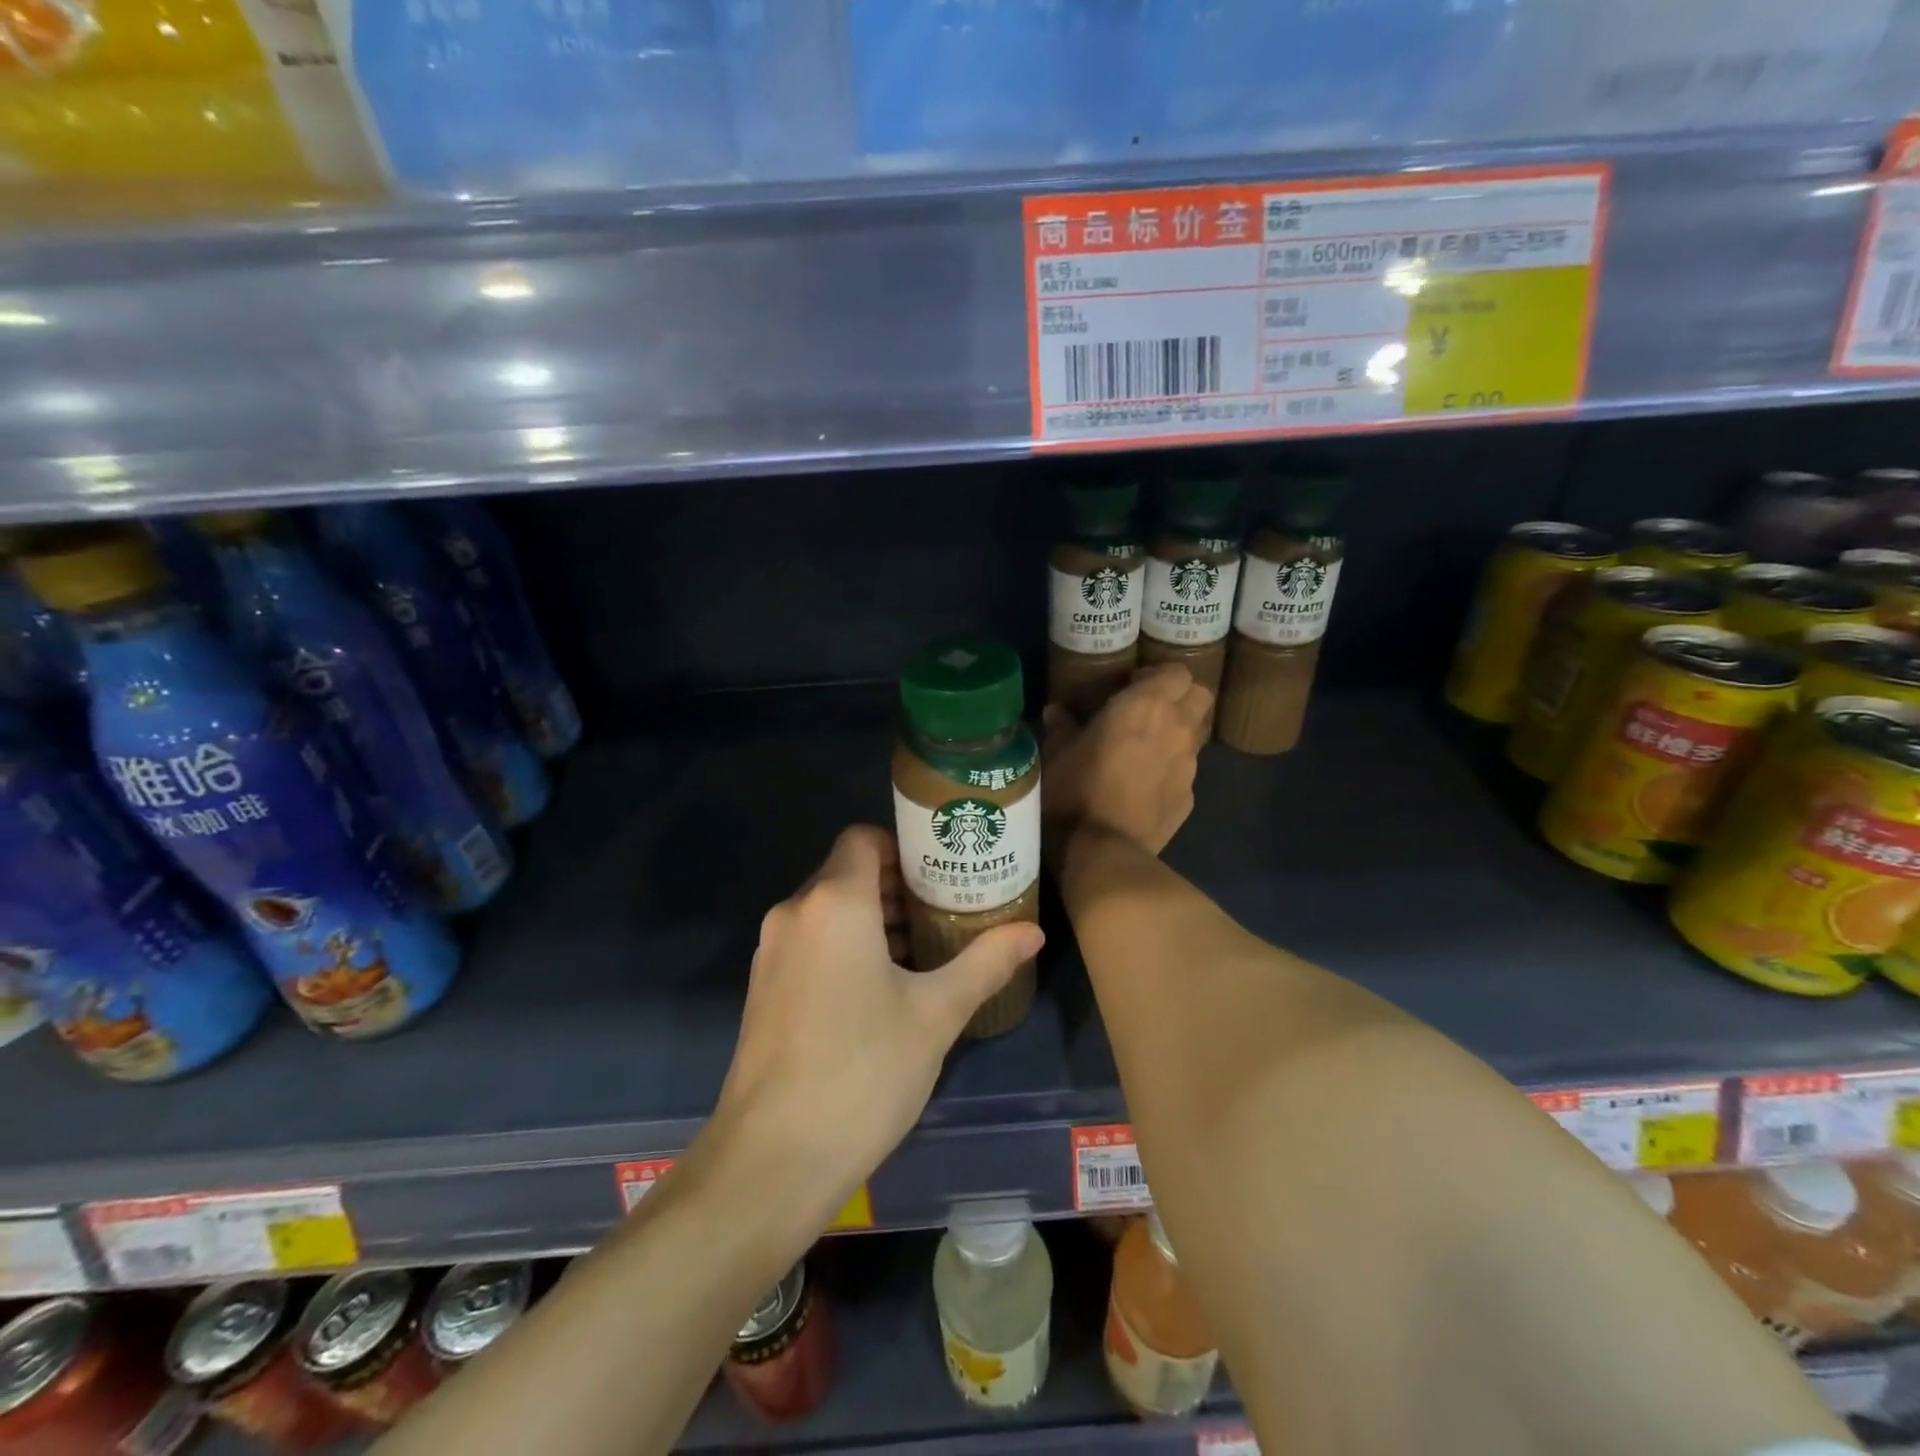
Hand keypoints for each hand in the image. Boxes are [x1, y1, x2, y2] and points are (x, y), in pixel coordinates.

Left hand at [710, 825, 1044, 1220]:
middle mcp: (794, 913)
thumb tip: (1032, 932)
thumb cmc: (862, 1072)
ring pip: (830, 911)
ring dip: (875, 921)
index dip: (905, 847)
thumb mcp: (936, 1014)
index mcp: (833, 902)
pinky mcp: (763, 988)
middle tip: (948, 914)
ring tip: (925, 954)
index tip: (943, 875)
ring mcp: (771, 952)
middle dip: (899, 888)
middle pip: (849, 873)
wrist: (771, 1161)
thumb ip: (985, 963)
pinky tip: (883, 992)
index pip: (865, 838)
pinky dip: (847, 947)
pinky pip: (812, 943)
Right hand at [1042, 663, 1211, 863]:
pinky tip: (1145, 787)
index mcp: (1144, 705)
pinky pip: (1185, 772)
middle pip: (1200, 696)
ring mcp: (1188, 765)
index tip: (1133, 685)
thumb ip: (1061, 727)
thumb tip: (1056, 711)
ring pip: (1196, 734)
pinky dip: (1170, 771)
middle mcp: (1176, 728)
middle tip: (1150, 710)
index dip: (1158, 676)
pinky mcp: (1189, 797)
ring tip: (1147, 749)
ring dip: (1178, 733)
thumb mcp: (1055, 754)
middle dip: (1181, 697)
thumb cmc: (1074, 790)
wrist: (1102, 850)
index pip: (1177, 672)